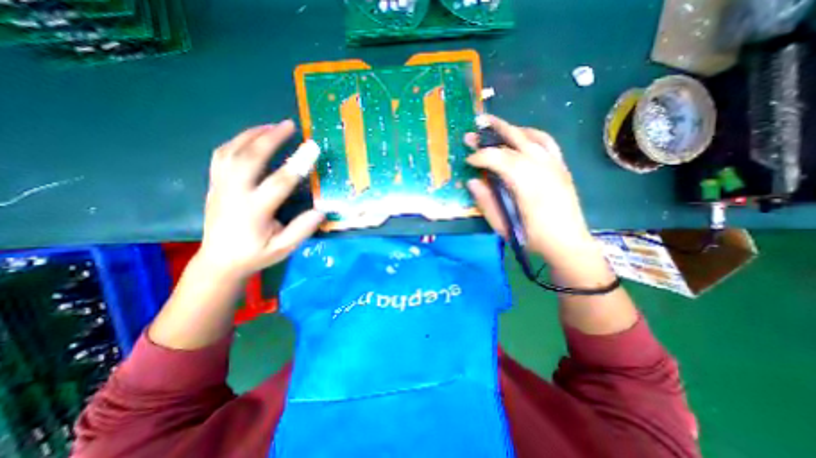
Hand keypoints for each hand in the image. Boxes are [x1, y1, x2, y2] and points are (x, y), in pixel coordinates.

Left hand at [195, 120, 322, 280]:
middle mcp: (233, 194)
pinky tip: (251, 138)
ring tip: (272, 126)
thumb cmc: (255, 255)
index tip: (312, 148)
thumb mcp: (283, 248)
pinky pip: (222, 155)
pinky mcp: (214, 184)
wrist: (219, 261)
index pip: (278, 183)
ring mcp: (220, 186)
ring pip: (231, 151)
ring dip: (252, 134)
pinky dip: (237, 141)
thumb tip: (321, 210)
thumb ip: (302, 229)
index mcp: (253, 211)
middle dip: (270, 138)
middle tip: (289, 125)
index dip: (297, 164)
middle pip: (249, 158)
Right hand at [468, 114, 596, 268]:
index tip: (468, 160)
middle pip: (515, 141)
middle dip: (491, 134)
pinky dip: (530, 134)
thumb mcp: (504, 226)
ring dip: (510, 128)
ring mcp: (554, 164)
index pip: (500, 159)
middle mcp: (543, 168)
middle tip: (473, 130)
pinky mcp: (560, 166)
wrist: (568, 243)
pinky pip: (546, 141)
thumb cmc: (532, 238)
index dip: (481, 156)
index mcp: (527, 185)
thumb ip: (486, 202)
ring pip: (531, 136)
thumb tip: (472, 182)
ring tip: (493, 124)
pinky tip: (520, 134)